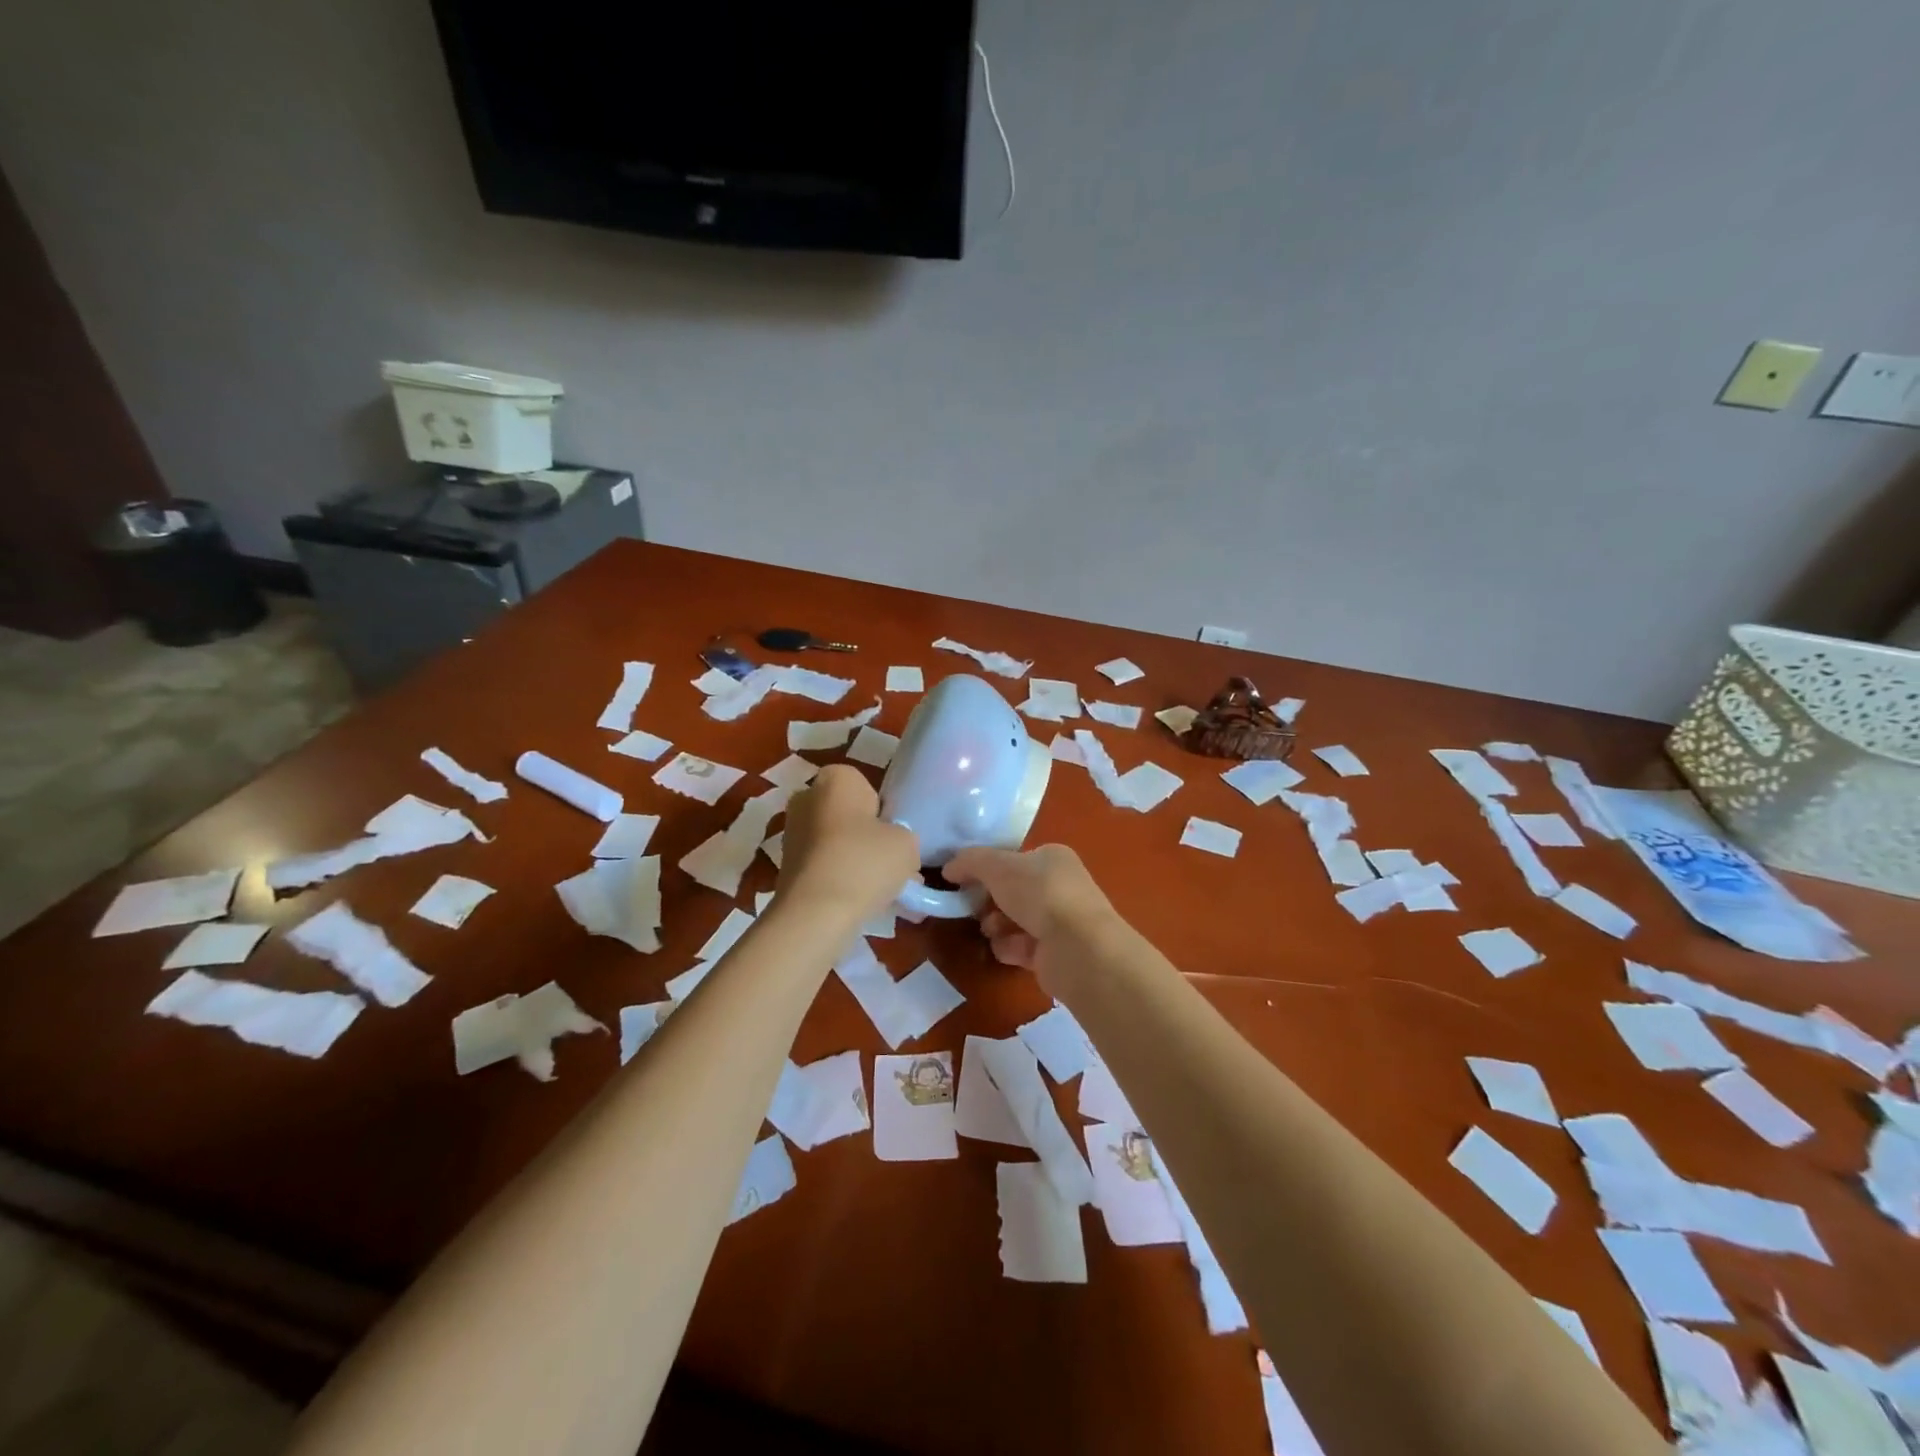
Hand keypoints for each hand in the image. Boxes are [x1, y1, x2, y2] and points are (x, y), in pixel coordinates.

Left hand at [776, 765, 917, 923]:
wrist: (815, 914)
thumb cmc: (864, 862)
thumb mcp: (907, 844)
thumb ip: (903, 836)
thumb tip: (893, 846)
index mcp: (835, 779)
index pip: (864, 785)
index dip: (881, 809)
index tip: (891, 834)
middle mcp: (806, 798)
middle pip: (846, 814)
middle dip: (865, 835)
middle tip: (889, 862)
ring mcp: (791, 833)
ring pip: (835, 842)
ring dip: (854, 860)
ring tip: (880, 890)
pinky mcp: (785, 867)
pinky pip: (823, 866)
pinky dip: (839, 879)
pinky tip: (859, 902)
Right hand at [941, 844, 1118, 982]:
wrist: (1076, 947)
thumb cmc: (1039, 894)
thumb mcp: (997, 866)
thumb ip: (970, 861)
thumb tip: (949, 867)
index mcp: (1053, 858)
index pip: (1015, 859)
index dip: (988, 869)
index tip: (965, 881)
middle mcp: (1060, 886)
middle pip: (1013, 891)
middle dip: (990, 900)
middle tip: (974, 907)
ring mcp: (1061, 921)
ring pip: (1015, 920)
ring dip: (996, 925)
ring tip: (990, 930)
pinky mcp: (1056, 953)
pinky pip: (1022, 946)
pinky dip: (1010, 947)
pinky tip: (1006, 949)